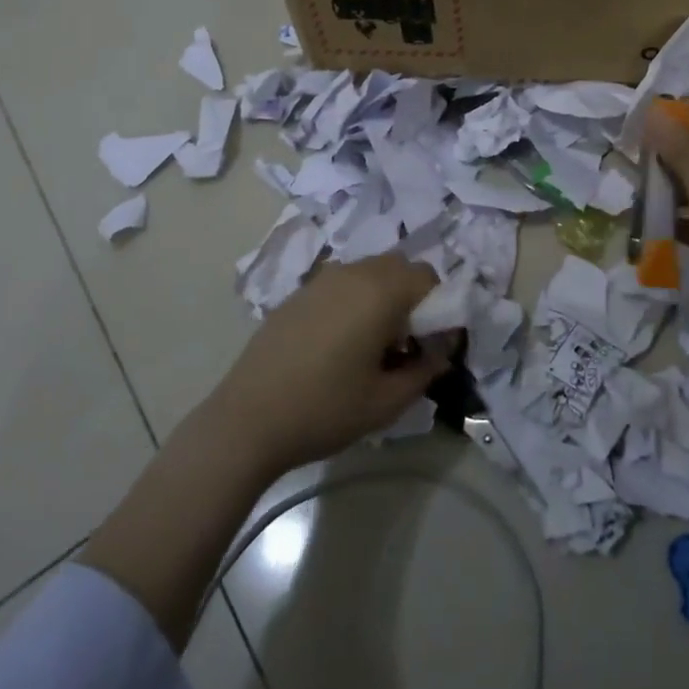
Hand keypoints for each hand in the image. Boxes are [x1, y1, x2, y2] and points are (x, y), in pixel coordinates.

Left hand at [204, 255, 448, 474]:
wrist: (246, 421)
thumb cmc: (325, 410)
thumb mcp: (387, 402)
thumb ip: (425, 370)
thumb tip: (441, 352)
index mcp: (380, 291)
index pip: (428, 278)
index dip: (439, 308)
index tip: (430, 346)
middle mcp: (353, 273)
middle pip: (399, 268)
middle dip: (412, 298)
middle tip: (404, 344)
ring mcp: (321, 280)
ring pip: (369, 272)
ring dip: (383, 297)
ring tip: (371, 346)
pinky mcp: (298, 293)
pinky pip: (342, 284)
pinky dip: (355, 301)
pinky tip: (338, 344)